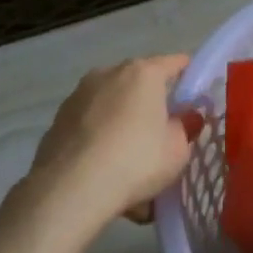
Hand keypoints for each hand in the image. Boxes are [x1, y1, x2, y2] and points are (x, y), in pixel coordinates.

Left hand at [25, 55, 192, 234]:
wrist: (71, 189)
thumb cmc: (136, 160)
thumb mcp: (177, 150)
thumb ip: (185, 128)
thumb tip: (185, 118)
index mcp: (143, 73)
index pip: (174, 63)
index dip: (188, 75)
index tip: (194, 92)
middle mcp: (109, 73)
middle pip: (139, 84)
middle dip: (151, 105)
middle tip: (162, 134)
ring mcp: (79, 95)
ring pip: (112, 105)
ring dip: (122, 123)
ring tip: (129, 162)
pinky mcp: (58, 120)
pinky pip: (90, 126)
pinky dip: (100, 140)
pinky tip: (104, 171)